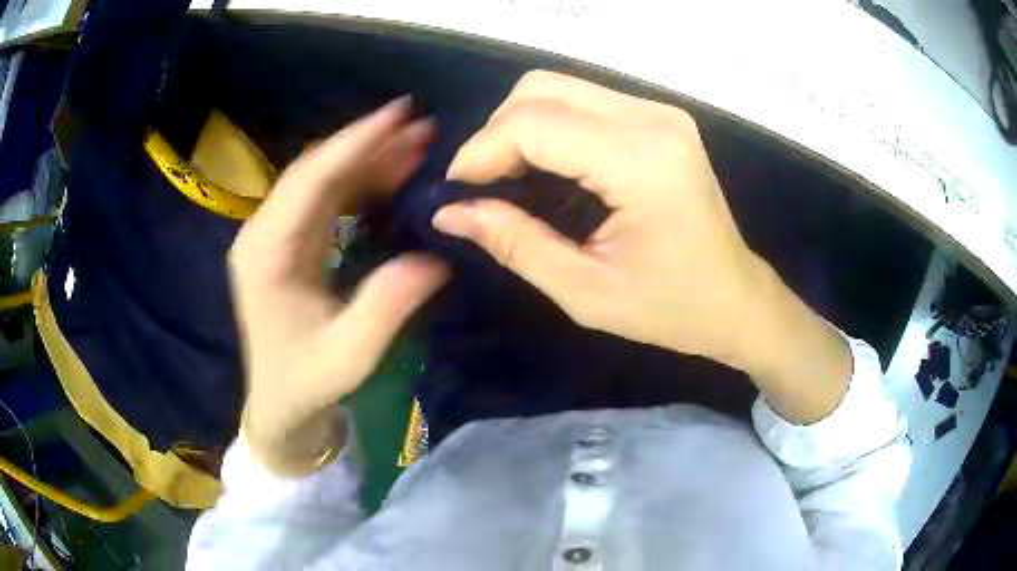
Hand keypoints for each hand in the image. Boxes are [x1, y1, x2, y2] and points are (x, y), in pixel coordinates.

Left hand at [230, 99, 447, 474]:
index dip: (354, 142)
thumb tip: (434, 258)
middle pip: (316, 171)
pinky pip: (326, 199)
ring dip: (368, 159)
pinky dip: (360, 182)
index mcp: (267, 253)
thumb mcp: (350, 355)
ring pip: (323, 180)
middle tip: (422, 126)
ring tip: (416, 143)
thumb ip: (386, 306)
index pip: (310, 181)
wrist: (280, 403)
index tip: (399, 113)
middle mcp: (264, 233)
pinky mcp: (289, 243)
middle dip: (368, 144)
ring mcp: (275, 235)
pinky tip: (392, 175)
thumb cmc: (307, 382)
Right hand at [433, 71, 850, 422]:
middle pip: (540, 89)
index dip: (480, 152)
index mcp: (640, 160)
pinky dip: (547, 127)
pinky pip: (582, 102)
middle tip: (482, 187)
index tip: (456, 194)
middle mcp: (651, 118)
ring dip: (518, 128)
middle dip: (495, 134)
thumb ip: (514, 243)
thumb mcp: (585, 291)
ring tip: (507, 179)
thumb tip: (449, 213)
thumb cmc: (672, 308)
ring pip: (557, 88)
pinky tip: (544, 168)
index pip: (532, 123)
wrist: (737, 299)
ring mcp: (658, 111)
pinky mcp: (658, 118)